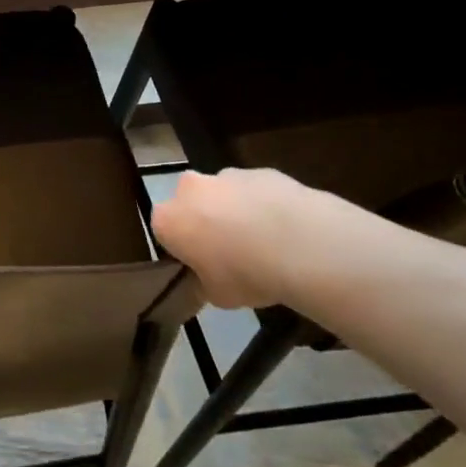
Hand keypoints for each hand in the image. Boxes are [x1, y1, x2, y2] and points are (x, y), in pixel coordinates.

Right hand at [151, 168, 376, 308]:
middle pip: (191, 204)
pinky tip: (287, 231)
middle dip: (205, 222)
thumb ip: (204, 282)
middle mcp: (189, 189)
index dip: (183, 250)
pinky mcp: (261, 171)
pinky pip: (256, 191)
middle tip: (231, 252)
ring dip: (236, 212)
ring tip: (265, 243)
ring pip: (224, 194)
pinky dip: (265, 206)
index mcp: (168, 219)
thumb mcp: (217, 296)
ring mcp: (226, 175)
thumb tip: (208, 279)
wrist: (300, 244)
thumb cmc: (246, 274)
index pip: (165, 232)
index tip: (202, 266)